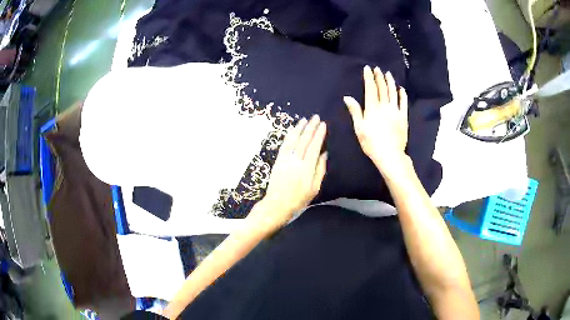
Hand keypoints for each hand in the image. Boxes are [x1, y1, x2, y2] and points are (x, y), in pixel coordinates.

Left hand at [252, 115, 327, 228]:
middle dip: (311, 127)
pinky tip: (292, 130)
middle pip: (304, 140)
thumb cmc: (299, 199)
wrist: (277, 205)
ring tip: (304, 119)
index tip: (323, 125)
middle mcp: (296, 161)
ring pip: (293, 140)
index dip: (319, 134)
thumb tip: (325, 154)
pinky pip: (284, 145)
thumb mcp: (314, 188)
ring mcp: (285, 159)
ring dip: (299, 128)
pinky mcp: (278, 161)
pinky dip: (289, 136)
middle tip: (316, 117)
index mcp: (307, 168)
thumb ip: (320, 170)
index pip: (314, 146)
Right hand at [343, 65, 408, 176]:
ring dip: (390, 82)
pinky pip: (403, 103)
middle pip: (382, 88)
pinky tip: (401, 89)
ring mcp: (395, 111)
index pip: (370, 89)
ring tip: (388, 74)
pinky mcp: (403, 117)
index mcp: (372, 108)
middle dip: (379, 77)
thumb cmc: (371, 143)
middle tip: (377, 69)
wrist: (390, 155)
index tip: (367, 69)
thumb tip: (347, 97)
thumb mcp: (359, 128)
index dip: (369, 78)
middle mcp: (384, 106)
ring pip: (393, 93)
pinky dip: (402, 95)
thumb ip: (355, 111)